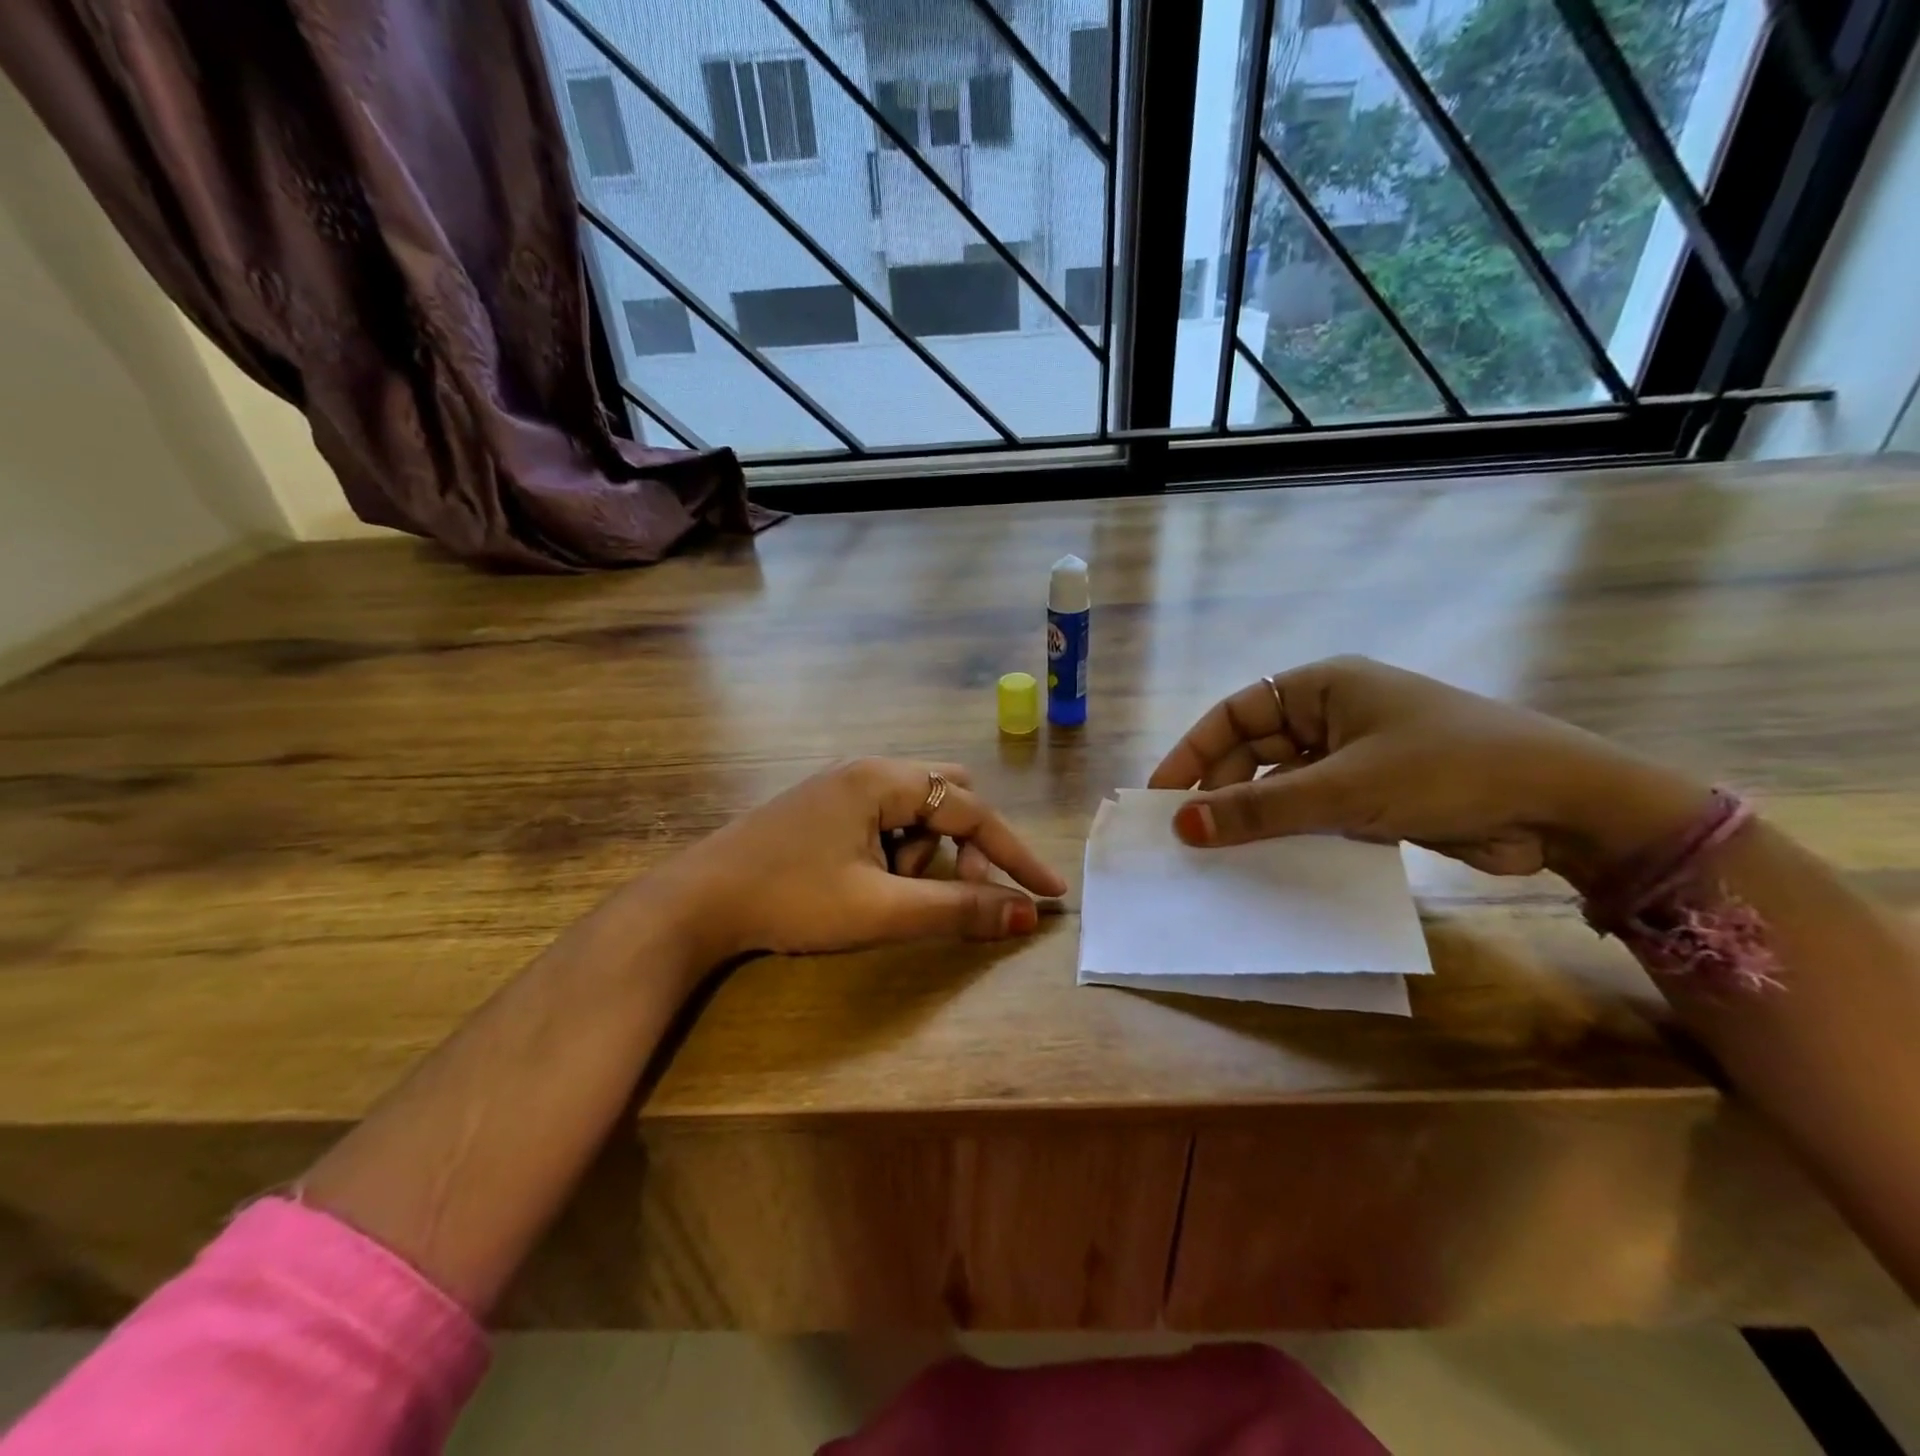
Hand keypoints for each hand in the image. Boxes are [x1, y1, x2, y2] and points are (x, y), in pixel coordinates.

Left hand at [650, 758, 1068, 963]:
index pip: (971, 810)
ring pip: (914, 811)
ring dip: (922, 852)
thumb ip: (957, 909)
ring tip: (887, 894)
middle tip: (955, 889)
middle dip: (962, 845)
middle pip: (947, 796)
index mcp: (882, 779)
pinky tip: (863, 883)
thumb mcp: (881, 909)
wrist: (697, 902)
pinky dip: (894, 850)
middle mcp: (866, 769)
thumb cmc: (791, 900)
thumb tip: (1025, 916)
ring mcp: (842, 785)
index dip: (1015, 854)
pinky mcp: (825, 806)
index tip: (1050, 892)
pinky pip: (884, 819)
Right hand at [1148, 656, 1710, 888]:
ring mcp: (1354, 754)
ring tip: (1220, 855)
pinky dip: (1289, 832)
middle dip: (1222, 790)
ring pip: (1281, 784)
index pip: (1234, 713)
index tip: (1161, 795)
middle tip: (1191, 836)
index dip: (1192, 752)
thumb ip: (1260, 808)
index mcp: (1322, 686)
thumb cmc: (1448, 769)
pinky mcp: (1374, 793)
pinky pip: (1312, 809)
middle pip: (1254, 749)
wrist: (1566, 806)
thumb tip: (1182, 825)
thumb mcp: (1345, 788)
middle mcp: (1332, 714)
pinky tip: (1268, 862)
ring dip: (1255, 815)